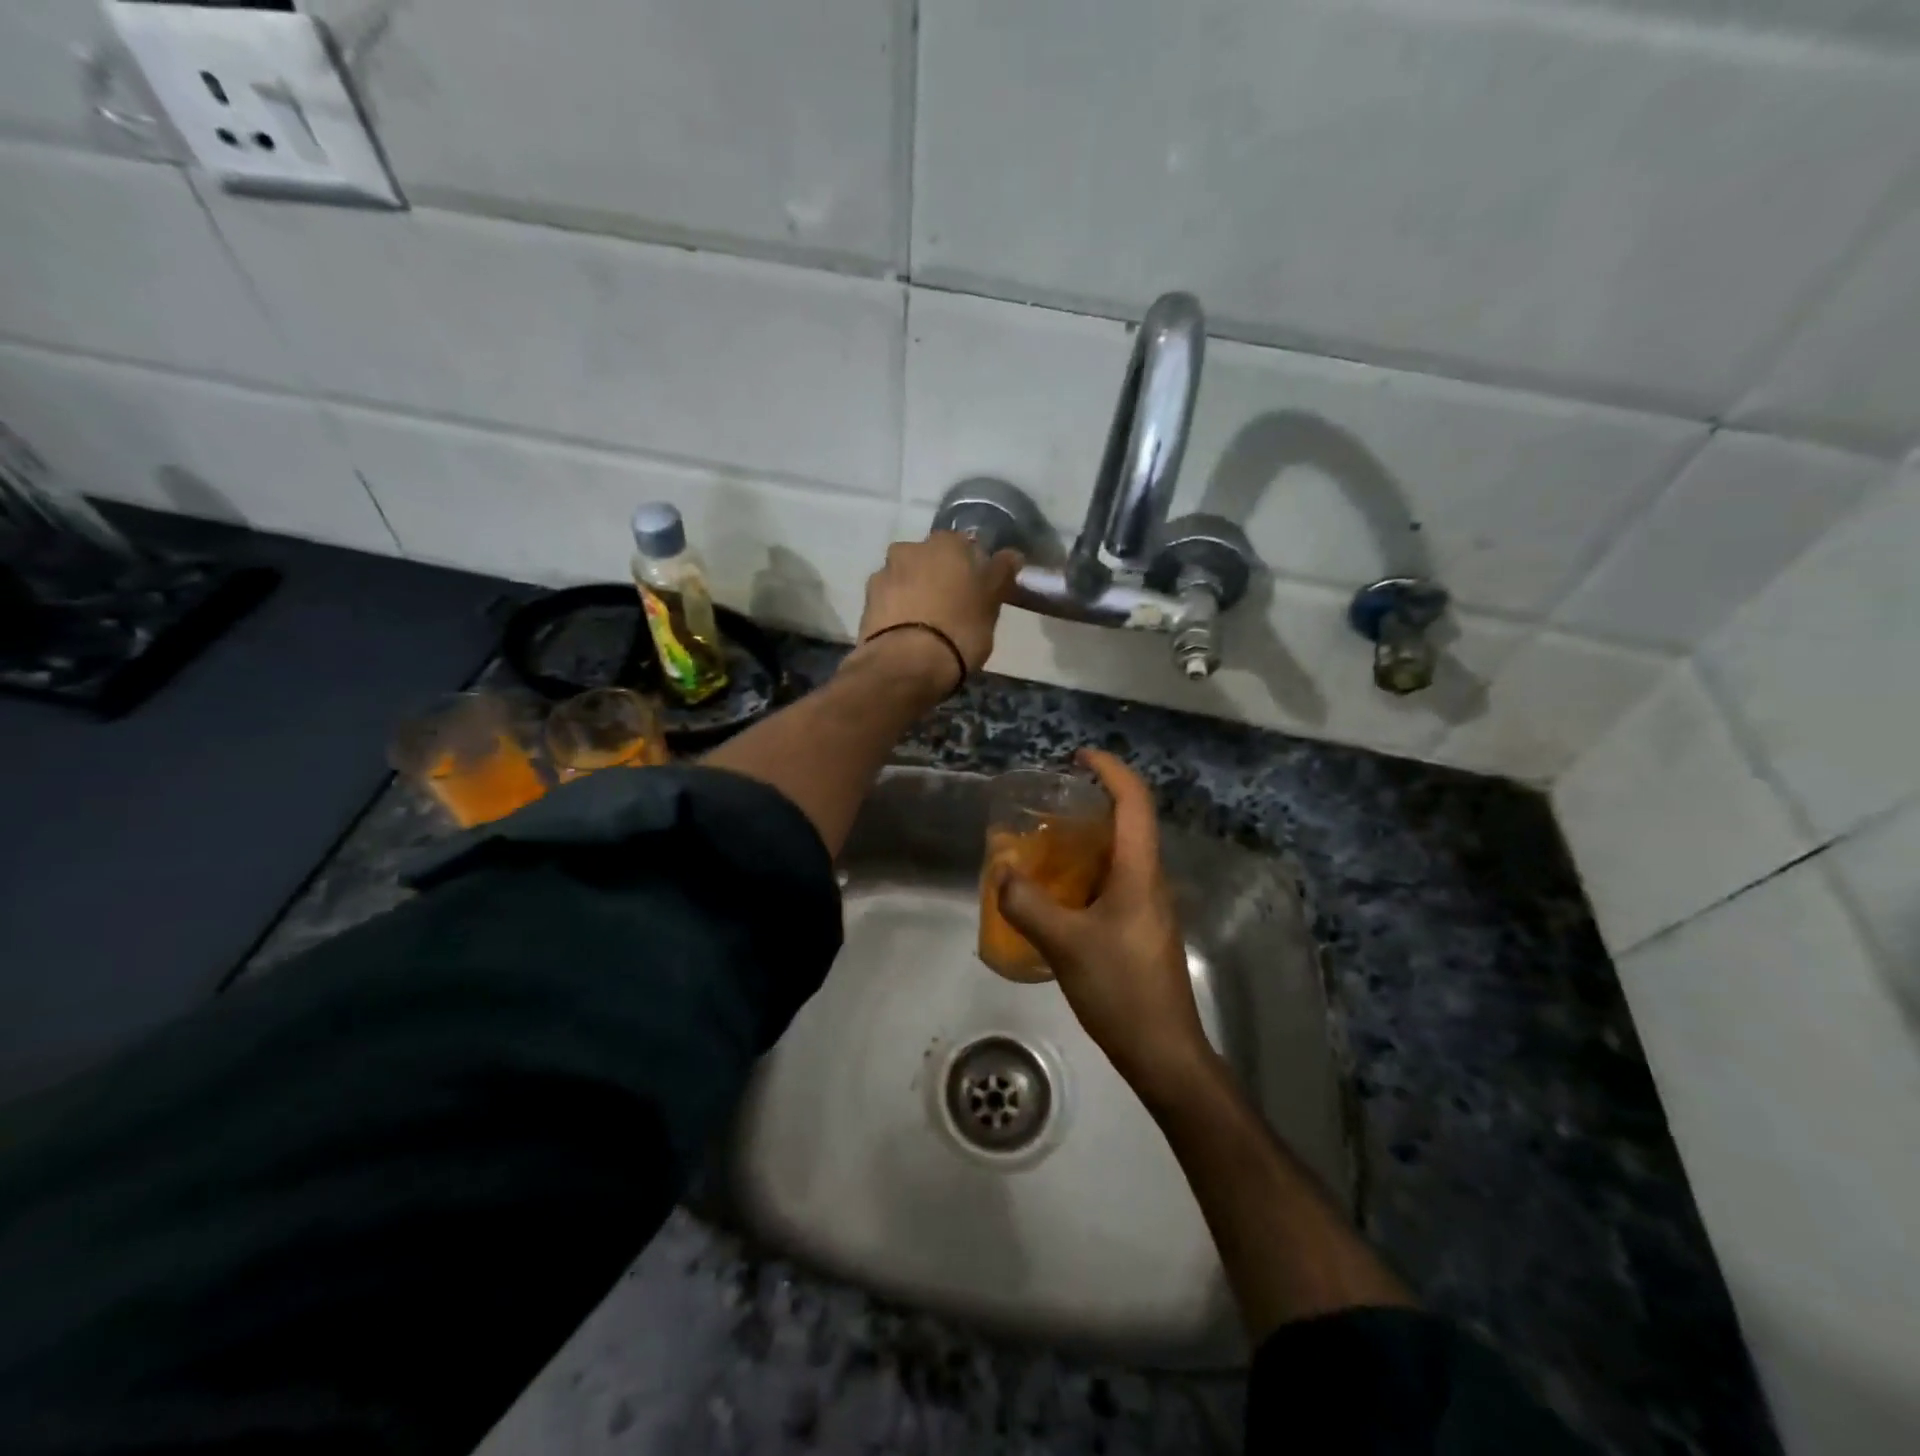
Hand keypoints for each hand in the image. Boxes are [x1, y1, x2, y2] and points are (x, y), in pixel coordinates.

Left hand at [854, 532, 1021, 680]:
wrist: (906, 665)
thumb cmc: (959, 629)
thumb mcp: (992, 603)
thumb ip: (1000, 574)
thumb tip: (1011, 555)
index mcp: (945, 543)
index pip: (965, 546)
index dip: (972, 568)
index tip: (978, 591)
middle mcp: (909, 549)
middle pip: (931, 560)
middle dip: (940, 578)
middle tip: (954, 608)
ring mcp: (883, 575)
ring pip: (907, 579)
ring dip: (916, 594)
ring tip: (928, 625)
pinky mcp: (866, 604)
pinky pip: (890, 602)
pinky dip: (899, 612)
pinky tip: (908, 634)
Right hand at [993, 749, 1215, 1104]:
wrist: (1162, 1051)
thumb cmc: (1120, 989)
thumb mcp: (1064, 944)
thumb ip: (1027, 904)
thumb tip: (1001, 873)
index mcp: (1140, 871)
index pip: (1134, 801)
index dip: (1111, 769)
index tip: (1078, 756)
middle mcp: (1150, 880)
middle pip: (1129, 823)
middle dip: (1092, 803)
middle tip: (1048, 805)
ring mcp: (1148, 906)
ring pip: (1119, 855)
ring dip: (1087, 841)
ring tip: (1043, 845)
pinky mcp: (1141, 928)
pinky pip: (1113, 883)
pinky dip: (1085, 874)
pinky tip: (1055, 894)